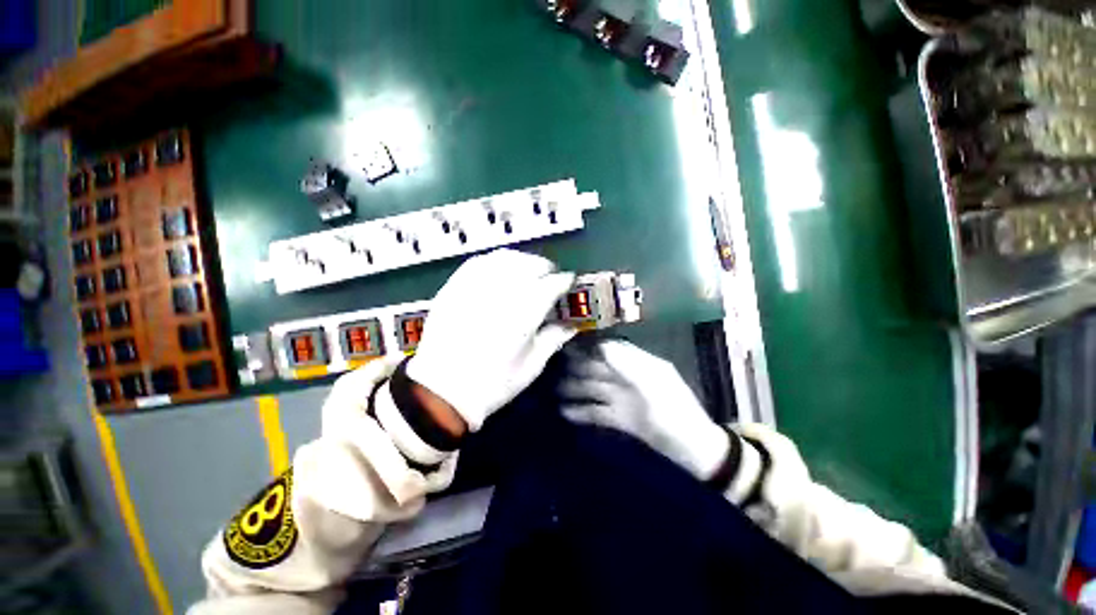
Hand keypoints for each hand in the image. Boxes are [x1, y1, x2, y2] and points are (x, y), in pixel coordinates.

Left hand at [407, 249, 575, 431]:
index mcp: (524, 315)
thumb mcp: (531, 367)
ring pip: (505, 259)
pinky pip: (478, 262)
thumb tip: (571, 325)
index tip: (568, 282)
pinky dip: (495, 260)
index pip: (551, 285)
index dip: (563, 281)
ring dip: (522, 260)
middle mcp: (501, 295)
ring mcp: (475, 288)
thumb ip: (553, 340)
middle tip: (550, 276)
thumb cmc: (494, 383)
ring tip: (527, 269)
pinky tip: (500, 268)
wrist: (442, 391)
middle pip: (529, 266)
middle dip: (545, 267)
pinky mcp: (454, 288)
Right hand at [559, 340, 730, 479]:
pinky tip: (566, 413)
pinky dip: (583, 412)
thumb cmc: (676, 417)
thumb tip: (602, 345)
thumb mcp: (654, 388)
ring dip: (577, 390)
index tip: (568, 347)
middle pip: (601, 370)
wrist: (696, 455)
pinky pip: (599, 412)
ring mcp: (626, 400)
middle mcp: (631, 380)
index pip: (613, 351)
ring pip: (596, 390)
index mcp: (643, 367)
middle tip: (554, 370)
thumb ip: (627, 366)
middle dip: (579, 369)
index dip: (591, 348)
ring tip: (554, 392)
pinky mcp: (623, 420)